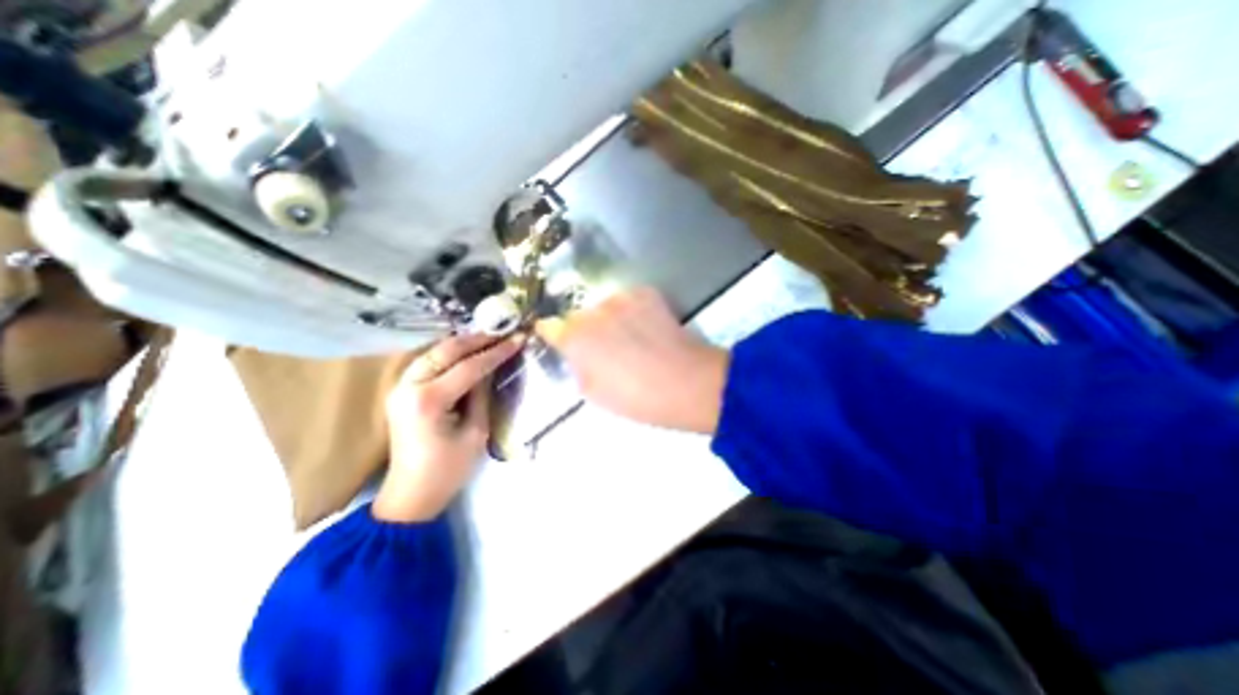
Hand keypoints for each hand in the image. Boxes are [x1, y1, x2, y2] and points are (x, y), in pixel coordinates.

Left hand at [367, 332, 521, 521]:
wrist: (411, 494)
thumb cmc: (449, 469)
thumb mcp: (476, 432)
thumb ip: (483, 394)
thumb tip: (493, 367)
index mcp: (429, 400)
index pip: (470, 366)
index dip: (497, 352)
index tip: (518, 339)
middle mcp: (409, 386)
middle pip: (446, 350)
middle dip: (478, 339)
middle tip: (503, 331)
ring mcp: (400, 387)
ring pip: (434, 351)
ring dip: (463, 342)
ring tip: (489, 337)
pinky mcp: (401, 390)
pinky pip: (427, 361)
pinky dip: (449, 352)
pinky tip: (466, 350)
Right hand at [541, 288, 727, 434]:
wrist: (686, 382)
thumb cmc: (636, 397)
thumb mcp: (593, 393)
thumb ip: (577, 367)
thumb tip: (577, 354)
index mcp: (575, 338)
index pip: (548, 326)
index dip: (553, 334)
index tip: (560, 341)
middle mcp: (593, 311)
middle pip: (579, 316)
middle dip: (585, 330)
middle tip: (604, 348)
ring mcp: (621, 299)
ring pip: (604, 307)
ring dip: (609, 320)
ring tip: (631, 339)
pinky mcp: (646, 293)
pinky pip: (628, 301)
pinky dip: (632, 312)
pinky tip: (647, 328)